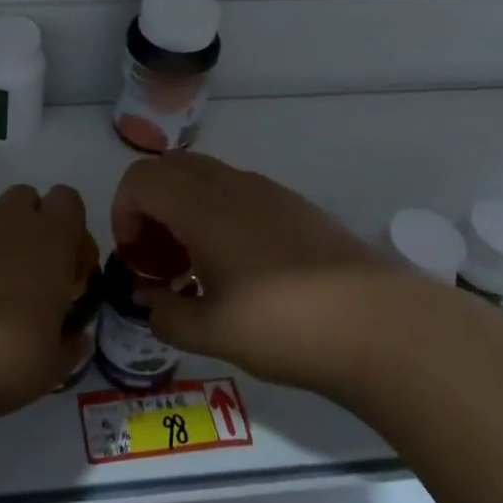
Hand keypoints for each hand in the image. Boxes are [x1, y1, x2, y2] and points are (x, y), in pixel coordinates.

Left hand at [0, 185, 92, 420]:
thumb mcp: (49, 369)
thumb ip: (68, 347)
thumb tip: (76, 339)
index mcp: (48, 241)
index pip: (68, 200)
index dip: (67, 224)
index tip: (62, 260)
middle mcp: (5, 221)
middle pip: (24, 198)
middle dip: (26, 225)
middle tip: (20, 274)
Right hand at [111, 152, 409, 394]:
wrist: (379, 325)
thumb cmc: (283, 325)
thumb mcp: (211, 333)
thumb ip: (166, 315)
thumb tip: (148, 302)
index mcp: (202, 207)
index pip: (139, 179)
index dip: (123, 215)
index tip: (138, 261)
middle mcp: (231, 185)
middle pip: (168, 169)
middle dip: (149, 208)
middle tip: (160, 260)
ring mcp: (268, 191)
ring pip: (204, 177)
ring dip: (183, 209)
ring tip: (196, 266)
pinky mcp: (295, 205)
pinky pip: (237, 191)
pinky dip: (217, 213)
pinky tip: (239, 266)